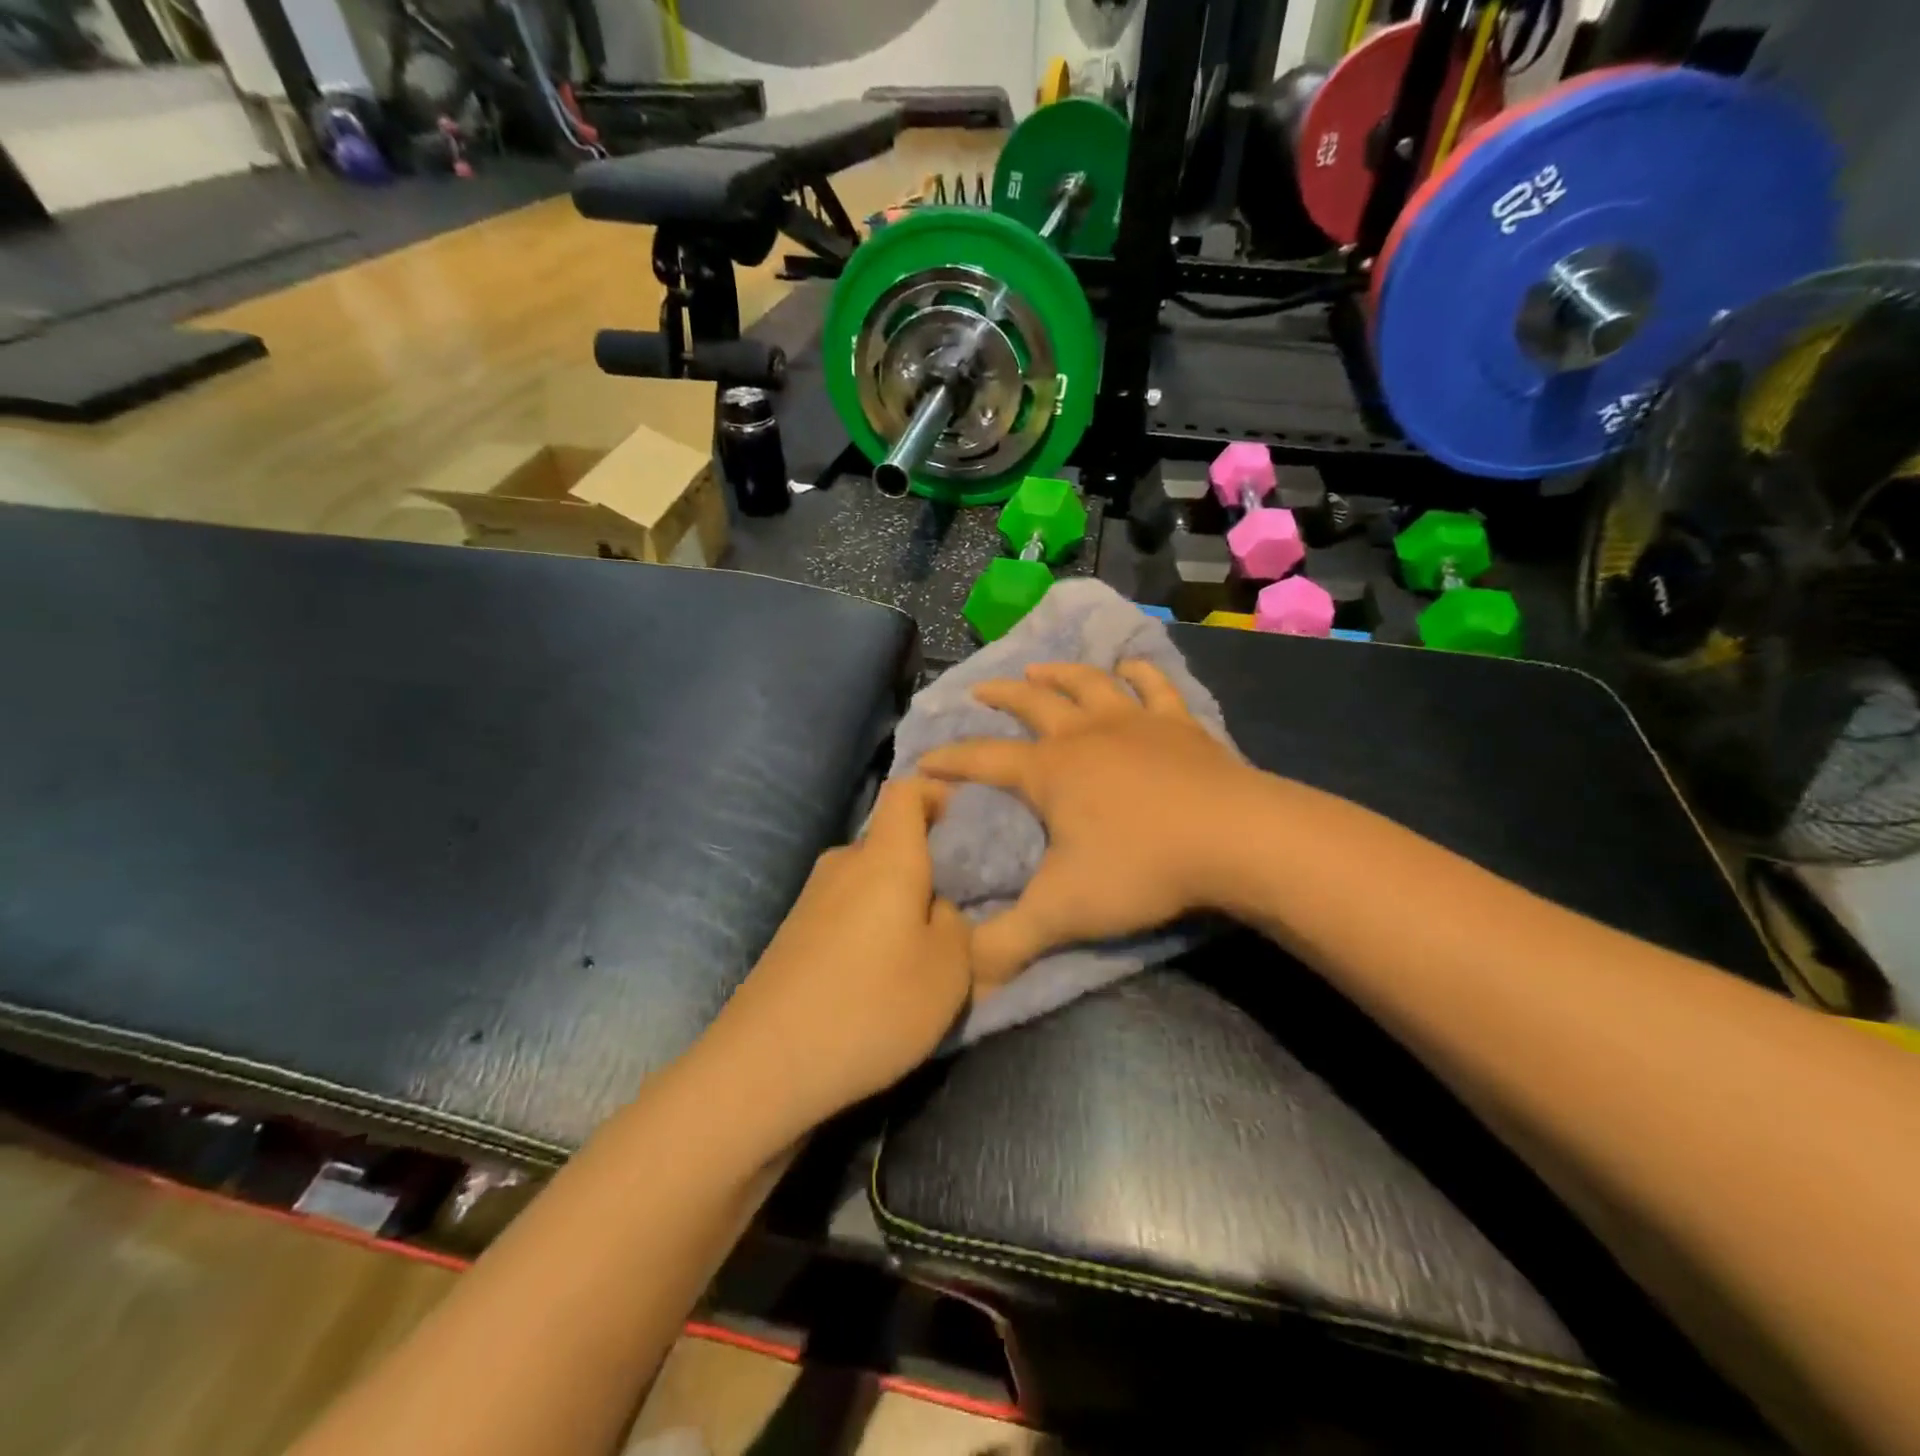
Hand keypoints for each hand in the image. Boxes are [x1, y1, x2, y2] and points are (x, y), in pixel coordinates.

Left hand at [703, 777, 977, 1129]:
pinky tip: (876, 978)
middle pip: (890, 842)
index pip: (906, 791)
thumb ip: (955, 925)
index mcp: (885, 858)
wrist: (763, 1066)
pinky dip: (869, 930)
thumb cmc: (871, 1006)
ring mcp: (810, 899)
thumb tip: (934, 909)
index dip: (936, 793)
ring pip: (868, 883)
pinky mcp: (792, 935)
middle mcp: (843, 864)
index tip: (963, 820)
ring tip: (920, 953)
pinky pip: (845, 912)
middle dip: (925, 866)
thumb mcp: (948, 971)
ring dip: (897, 905)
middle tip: (956, 909)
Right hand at [917, 660, 1262, 984]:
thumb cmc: (1142, 868)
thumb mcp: (1063, 913)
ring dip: (1059, 674)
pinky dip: (1139, 672)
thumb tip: (962, 980)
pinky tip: (1130, 665)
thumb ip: (1008, 944)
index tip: (924, 759)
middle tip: (980, 689)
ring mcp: (1135, 723)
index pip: (983, 760)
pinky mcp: (1180, 725)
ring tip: (1040, 668)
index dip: (950, 759)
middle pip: (1033, 704)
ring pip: (1087, 684)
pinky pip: (1154, 687)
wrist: (1236, 840)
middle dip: (1002, 696)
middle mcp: (1084, 735)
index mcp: (1049, 772)